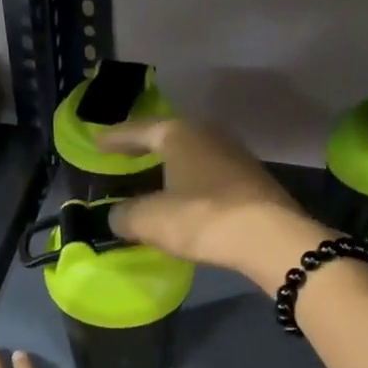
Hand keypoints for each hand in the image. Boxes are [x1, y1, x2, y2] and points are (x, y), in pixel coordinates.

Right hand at [97, 117, 331, 295]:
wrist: (269, 237)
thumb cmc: (202, 218)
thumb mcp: (151, 220)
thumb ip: (125, 216)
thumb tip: (117, 216)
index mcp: (180, 133)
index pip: (139, 130)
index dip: (116, 138)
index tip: (98, 143)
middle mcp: (209, 134)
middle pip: (170, 136)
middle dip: (146, 146)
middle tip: (126, 155)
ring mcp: (236, 155)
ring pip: (193, 155)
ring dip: (173, 165)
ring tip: (155, 177)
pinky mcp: (252, 180)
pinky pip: (210, 175)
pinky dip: (192, 182)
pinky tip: (187, 198)